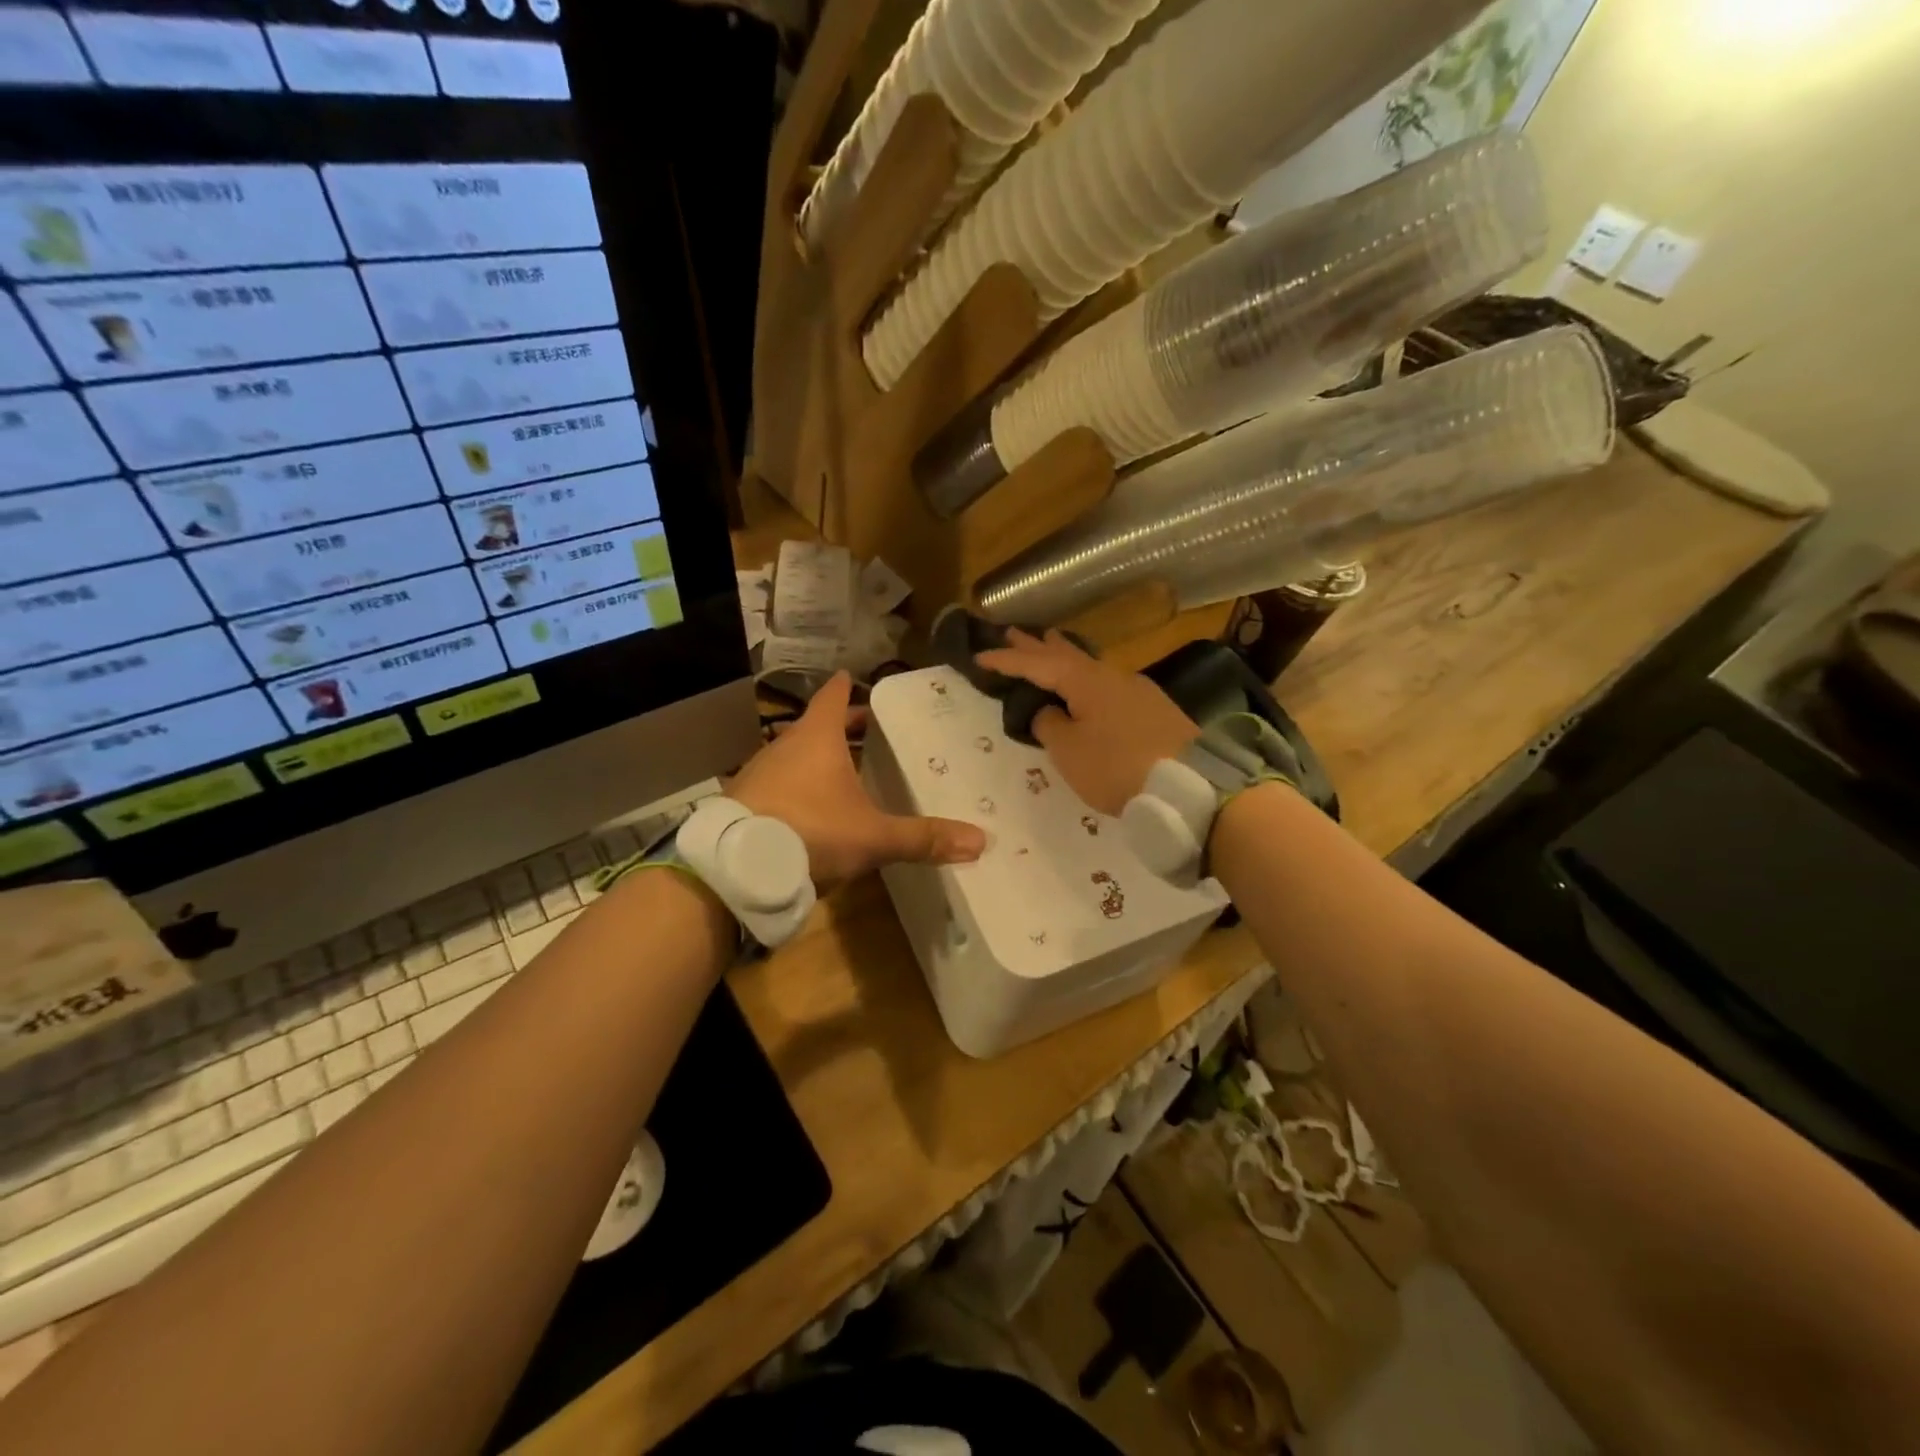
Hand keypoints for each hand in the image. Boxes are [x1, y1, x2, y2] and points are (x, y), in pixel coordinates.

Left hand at [729, 671, 985, 886]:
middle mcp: (785, 746)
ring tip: (843, 772)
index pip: (835, 697)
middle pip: (817, 726)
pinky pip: (776, 783)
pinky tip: (808, 811)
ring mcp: (758, 772)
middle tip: (870, 730)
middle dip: (843, 728)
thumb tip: (980, 841)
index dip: (848, 687)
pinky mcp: (742, 800)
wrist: (734, 868)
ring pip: (794, 755)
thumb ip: (923, 838)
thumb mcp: (873, 837)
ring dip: (817, 759)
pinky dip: (796, 787)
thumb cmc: (811, 832)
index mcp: (818, 738)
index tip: (856, 677)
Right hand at [975, 629, 1199, 814]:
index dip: (1007, 661)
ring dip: (1064, 657)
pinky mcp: (1153, 709)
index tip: (980, 656)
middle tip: (1012, 632)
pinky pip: (1107, 684)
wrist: (1191, 786)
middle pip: (1066, 655)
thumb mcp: (1070, 752)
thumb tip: (1049, 711)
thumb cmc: (1118, 767)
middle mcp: (1111, 676)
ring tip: (1049, 644)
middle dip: (1037, 645)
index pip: (1037, 664)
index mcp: (1086, 682)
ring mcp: (1137, 690)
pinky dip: (1086, 678)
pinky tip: (1088, 685)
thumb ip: (1050, 725)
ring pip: (1090, 666)